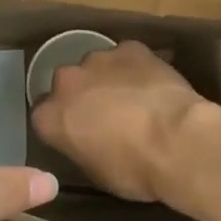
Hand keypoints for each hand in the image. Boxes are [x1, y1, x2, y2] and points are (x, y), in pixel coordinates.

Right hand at [30, 40, 207, 201]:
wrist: (176, 140)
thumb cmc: (134, 169)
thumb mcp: (97, 173)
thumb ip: (81, 147)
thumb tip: (87, 141)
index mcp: (51, 116)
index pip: (45, 115)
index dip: (62, 122)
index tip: (77, 133)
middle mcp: (67, 81)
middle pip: (67, 84)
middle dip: (82, 95)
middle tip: (106, 114)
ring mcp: (98, 59)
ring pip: (96, 66)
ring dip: (107, 79)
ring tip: (133, 98)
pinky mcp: (129, 48)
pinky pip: (127, 56)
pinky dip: (135, 68)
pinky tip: (153, 84)